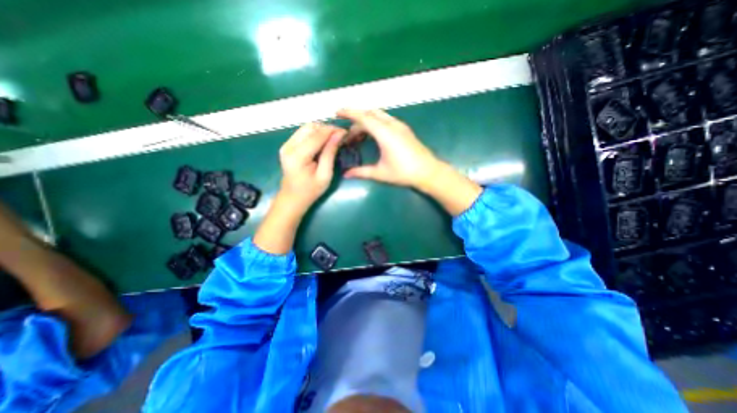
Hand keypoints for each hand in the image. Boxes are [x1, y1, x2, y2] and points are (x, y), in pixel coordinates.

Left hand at [279, 121, 345, 212]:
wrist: (292, 198)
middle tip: (339, 136)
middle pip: (310, 127)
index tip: (345, 131)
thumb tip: (339, 135)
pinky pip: (303, 133)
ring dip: (321, 130)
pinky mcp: (287, 145)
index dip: (332, 131)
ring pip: (306, 127)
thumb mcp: (325, 175)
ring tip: (332, 139)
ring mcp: (286, 145)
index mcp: (298, 156)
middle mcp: (289, 146)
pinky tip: (323, 142)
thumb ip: (330, 153)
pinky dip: (315, 134)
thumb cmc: (311, 190)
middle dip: (326, 129)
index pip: (317, 136)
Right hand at [336, 107, 438, 187]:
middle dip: (356, 119)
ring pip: (379, 115)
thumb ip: (361, 172)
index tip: (337, 111)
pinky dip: (375, 123)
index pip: (363, 117)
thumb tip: (346, 174)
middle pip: (370, 114)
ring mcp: (400, 126)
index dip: (349, 113)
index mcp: (384, 133)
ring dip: (366, 120)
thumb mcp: (380, 173)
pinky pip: (386, 119)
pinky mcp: (404, 129)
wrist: (428, 172)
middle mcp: (392, 125)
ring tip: (358, 135)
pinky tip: (373, 135)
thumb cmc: (404, 173)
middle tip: (348, 134)